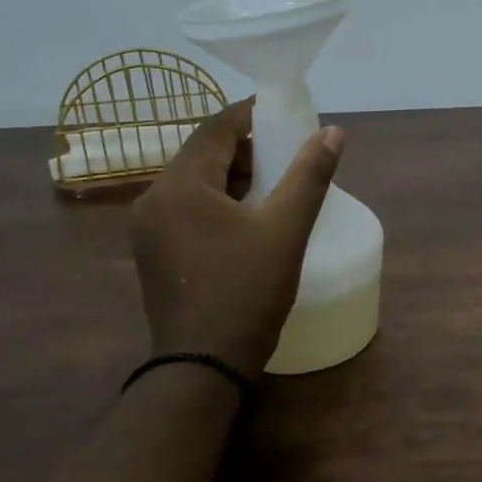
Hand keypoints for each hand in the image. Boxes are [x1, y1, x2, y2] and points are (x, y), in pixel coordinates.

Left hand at [127, 101, 342, 376]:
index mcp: (180, 186)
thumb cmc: (246, 291)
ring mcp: (149, 228)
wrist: (204, 366)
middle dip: (247, 148)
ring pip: (196, 183)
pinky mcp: (155, 252)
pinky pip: (188, 208)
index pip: (215, 128)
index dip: (252, 115)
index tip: (287, 116)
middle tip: (288, 154)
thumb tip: (333, 132)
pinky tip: (250, 217)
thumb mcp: (286, 229)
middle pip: (203, 154)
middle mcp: (154, 199)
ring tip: (277, 185)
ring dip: (234, 176)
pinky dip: (219, 201)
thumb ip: (309, 175)